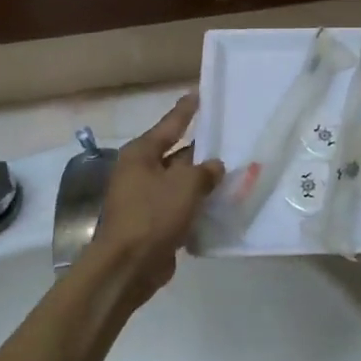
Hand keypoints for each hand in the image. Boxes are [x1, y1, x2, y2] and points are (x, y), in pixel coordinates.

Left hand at [85, 94, 224, 303]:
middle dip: (200, 149)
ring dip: (201, 180)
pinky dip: (197, 204)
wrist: (128, 266)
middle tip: (227, 137)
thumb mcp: (185, 186)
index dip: (186, 110)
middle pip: (176, 154)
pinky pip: (180, 205)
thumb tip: (214, 166)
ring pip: (180, 182)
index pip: (170, 125)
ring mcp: (145, 198)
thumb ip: (204, 171)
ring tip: (232, 171)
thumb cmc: (153, 215)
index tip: (199, 94)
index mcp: (141, 154)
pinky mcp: (153, 222)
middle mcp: (140, 172)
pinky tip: (220, 203)